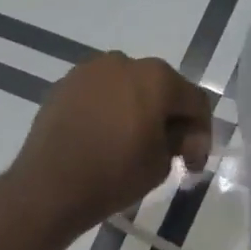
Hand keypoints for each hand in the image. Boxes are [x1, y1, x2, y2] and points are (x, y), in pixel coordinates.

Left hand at [8, 53, 213, 237]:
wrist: (49, 187)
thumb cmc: (113, 175)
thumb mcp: (161, 164)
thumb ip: (179, 141)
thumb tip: (178, 134)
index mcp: (156, 78)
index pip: (194, 101)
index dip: (201, 134)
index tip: (194, 164)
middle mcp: (123, 62)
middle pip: (160, 88)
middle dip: (169, 117)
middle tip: (169, 152)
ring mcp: (89, 71)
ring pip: (127, 88)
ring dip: (137, 110)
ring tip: (133, 143)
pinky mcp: (64, 85)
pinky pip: (99, 95)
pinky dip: (108, 111)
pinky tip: (104, 138)